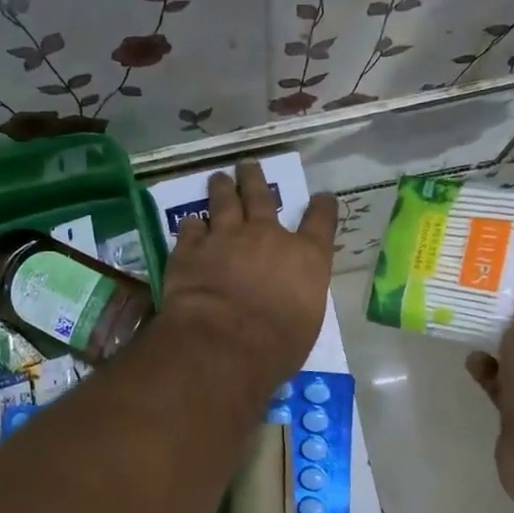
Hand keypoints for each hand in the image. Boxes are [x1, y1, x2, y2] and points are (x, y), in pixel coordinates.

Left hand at [160, 161, 338, 388]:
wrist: (224, 343)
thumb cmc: (276, 346)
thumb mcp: (304, 324)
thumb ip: (297, 299)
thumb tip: (289, 300)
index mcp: (306, 258)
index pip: (322, 222)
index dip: (323, 208)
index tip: (322, 198)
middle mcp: (267, 236)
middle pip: (263, 197)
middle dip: (256, 179)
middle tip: (248, 166)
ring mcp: (226, 237)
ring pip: (224, 202)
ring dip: (222, 188)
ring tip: (219, 178)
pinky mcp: (191, 248)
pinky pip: (191, 227)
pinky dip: (193, 224)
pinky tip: (191, 222)